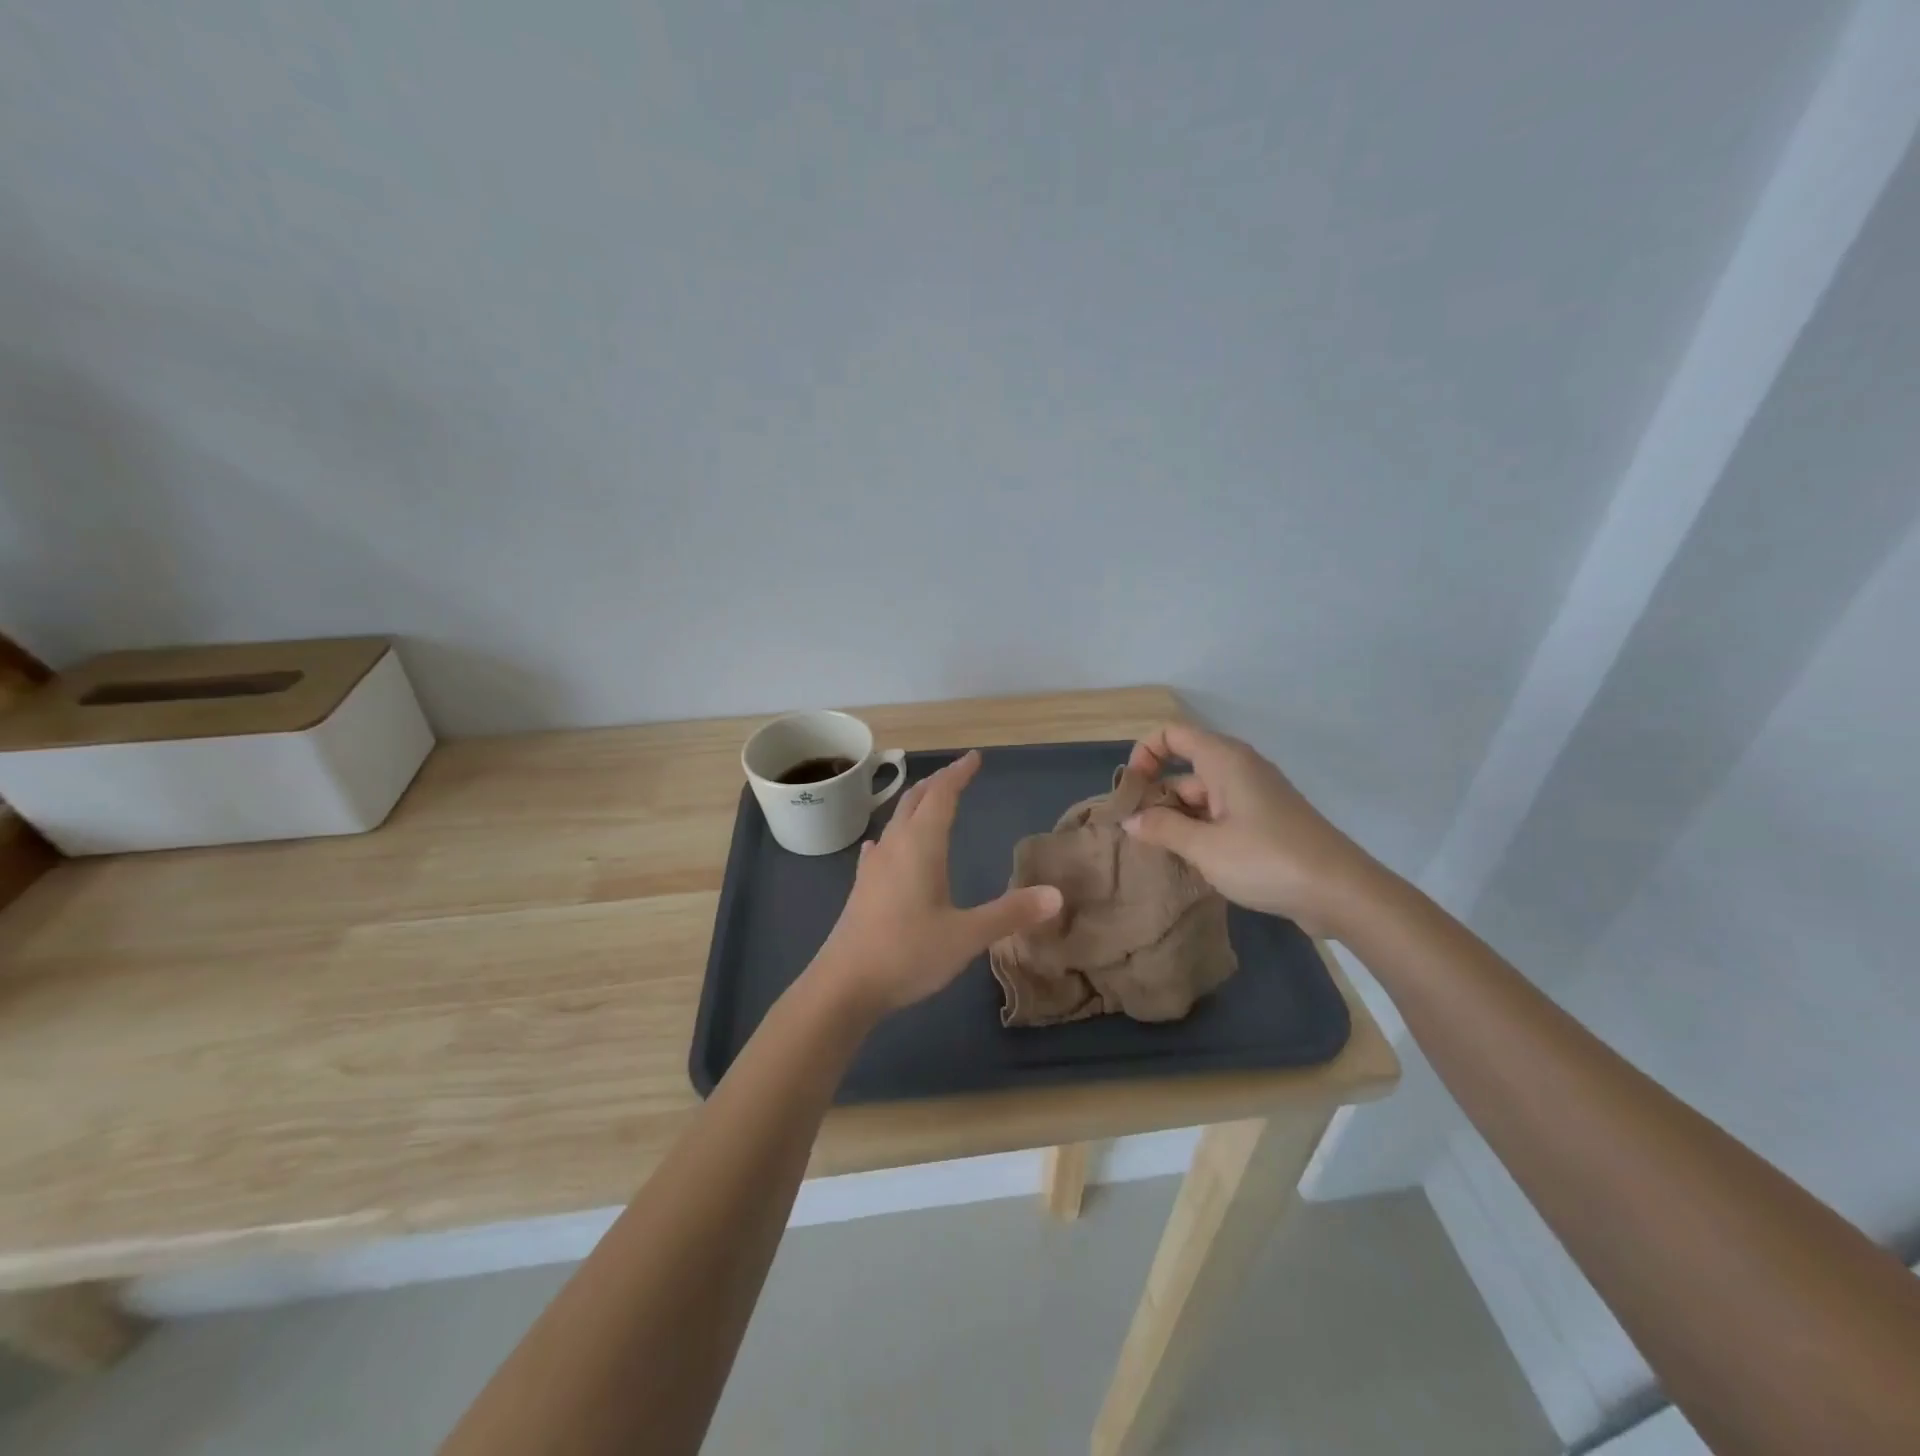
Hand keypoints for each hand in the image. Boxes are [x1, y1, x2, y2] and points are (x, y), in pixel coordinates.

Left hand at [814, 750, 1062, 1015]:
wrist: (844, 985)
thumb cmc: (908, 953)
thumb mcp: (967, 935)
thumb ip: (1011, 913)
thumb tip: (1056, 895)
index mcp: (921, 846)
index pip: (941, 795)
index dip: (958, 774)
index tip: (974, 758)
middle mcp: (895, 846)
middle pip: (915, 800)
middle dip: (937, 783)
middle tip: (957, 774)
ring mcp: (873, 867)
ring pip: (895, 821)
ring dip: (915, 805)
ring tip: (929, 802)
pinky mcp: (861, 888)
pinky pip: (881, 847)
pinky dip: (893, 835)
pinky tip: (885, 846)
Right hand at [1122, 723, 1377, 937]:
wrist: (1342, 893)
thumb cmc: (1267, 860)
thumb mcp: (1205, 847)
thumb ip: (1162, 829)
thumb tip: (1130, 819)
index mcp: (1225, 760)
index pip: (1172, 733)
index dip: (1144, 753)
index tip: (1131, 791)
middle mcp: (1239, 769)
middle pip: (1184, 767)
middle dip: (1156, 793)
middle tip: (1135, 831)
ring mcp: (1255, 796)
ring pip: (1201, 795)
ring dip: (1176, 817)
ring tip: (1156, 852)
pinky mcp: (1265, 822)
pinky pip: (1220, 815)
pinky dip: (1199, 830)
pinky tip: (1188, 860)